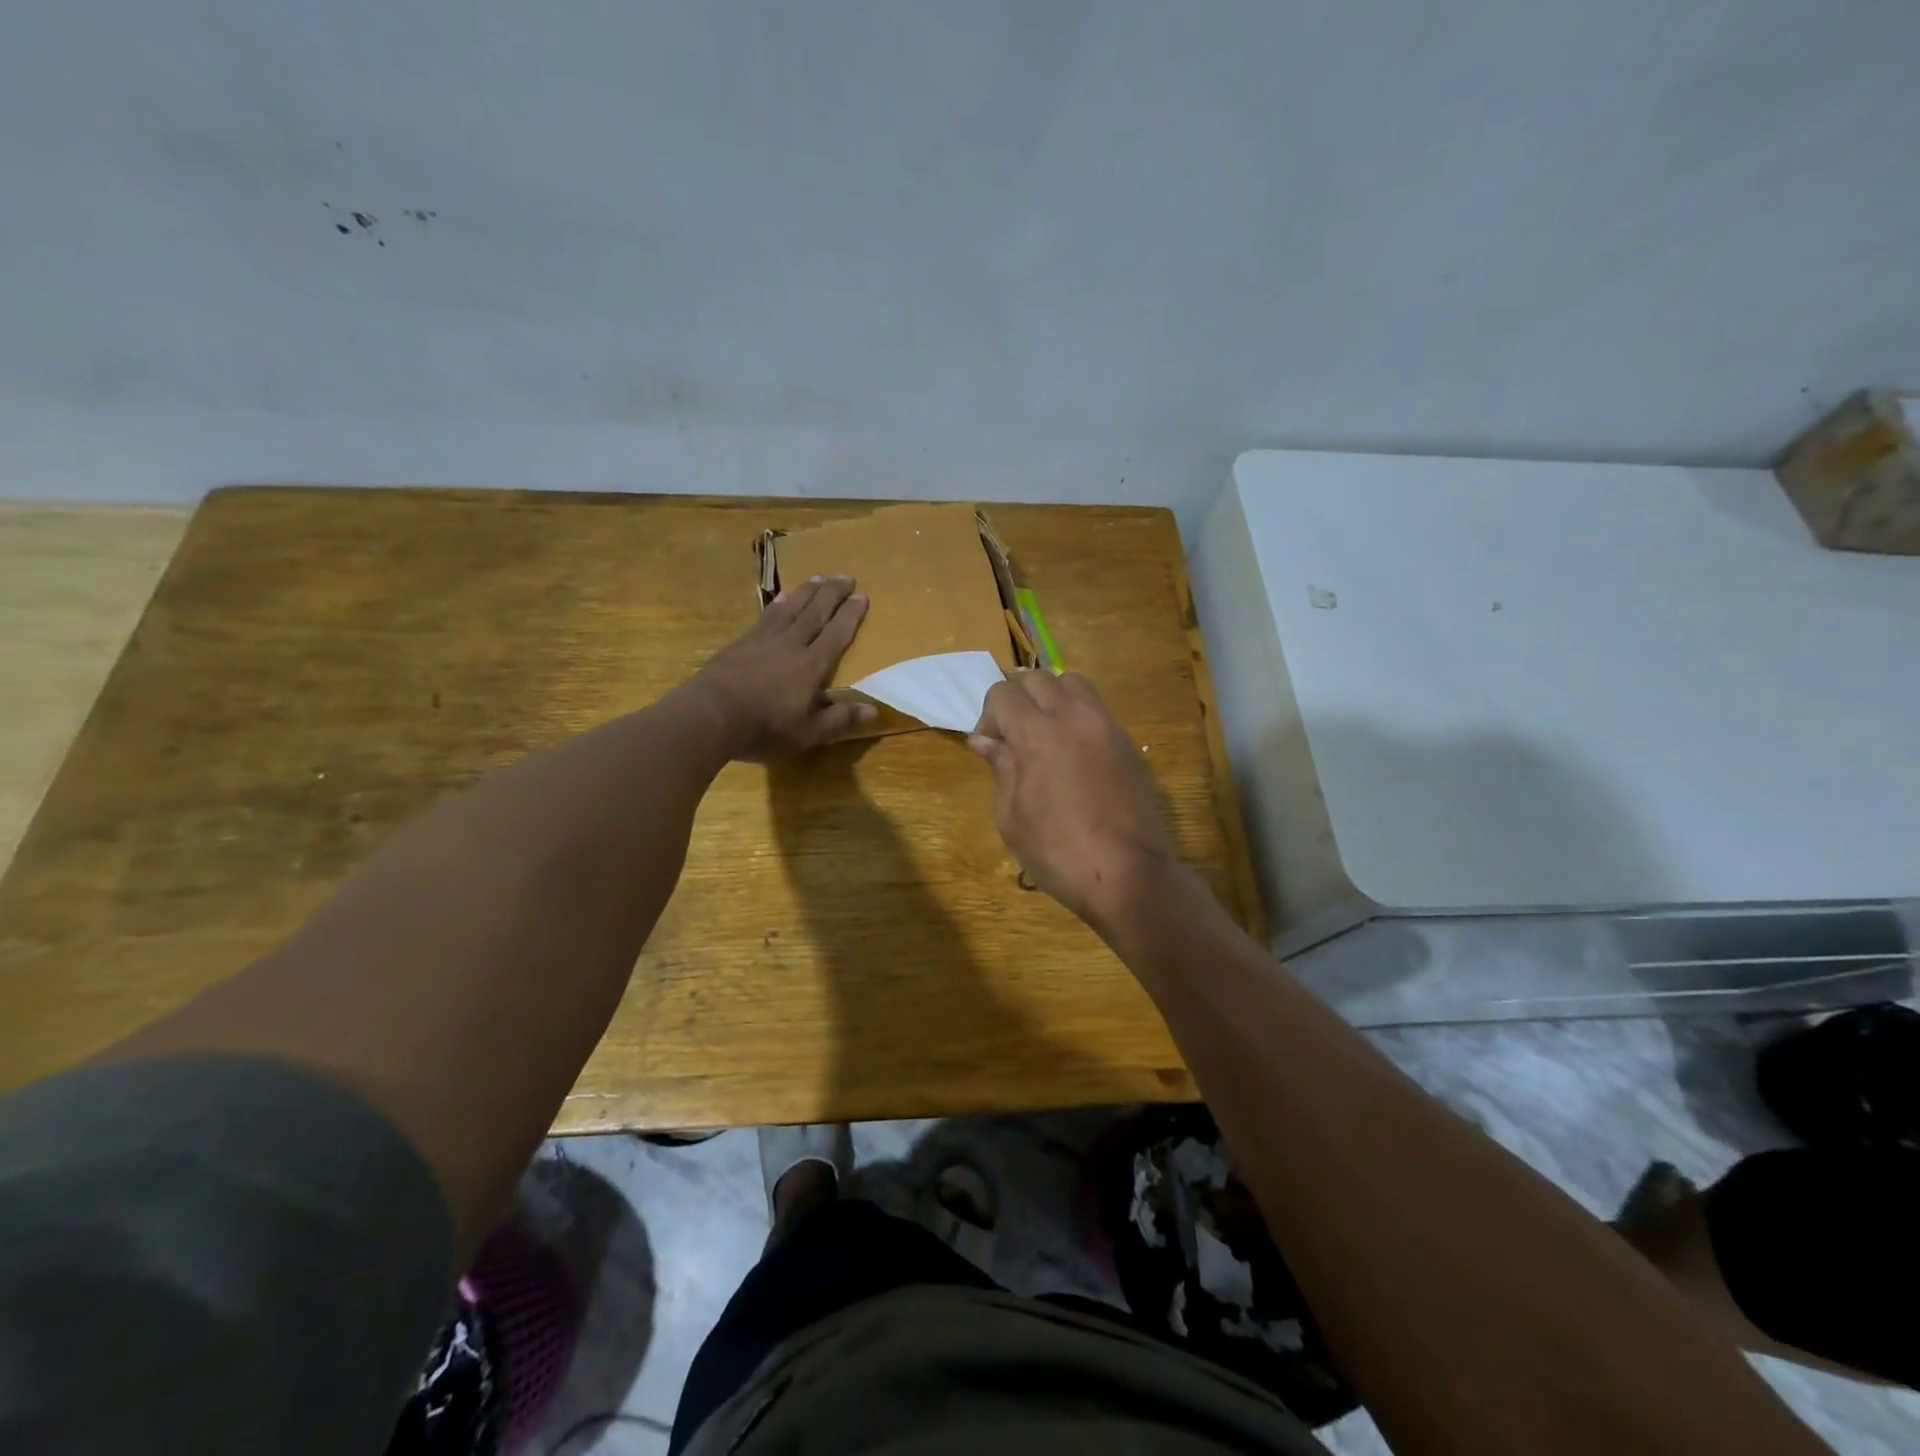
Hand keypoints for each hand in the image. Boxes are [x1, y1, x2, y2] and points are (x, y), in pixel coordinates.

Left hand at [687, 575, 875, 759]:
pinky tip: (781, 597)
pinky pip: (766, 616)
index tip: (862, 595)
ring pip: (791, 608)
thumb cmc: (764, 728)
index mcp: (811, 666)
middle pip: (816, 613)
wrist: (710, 715)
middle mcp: (791, 644)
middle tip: (846, 576)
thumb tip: (874, 709)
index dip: (850, 615)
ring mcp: (764, 640)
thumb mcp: (808, 732)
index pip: (836, 634)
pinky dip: (777, 604)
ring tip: (818, 577)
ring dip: (807, 592)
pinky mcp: (742, 642)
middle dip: (832, 594)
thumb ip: (840, 719)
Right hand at [967, 671, 1180, 931]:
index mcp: (1037, 733)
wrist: (1128, 874)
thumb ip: (1000, 768)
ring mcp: (1106, 726)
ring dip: (1051, 698)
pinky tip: (1073, 753)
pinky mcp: (1127, 742)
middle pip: (1036, 678)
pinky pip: (1096, 708)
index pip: (1003, 693)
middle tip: (1012, 737)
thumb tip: (984, 740)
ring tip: (1045, 734)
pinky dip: (1077, 715)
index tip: (989, 749)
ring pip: (1072, 683)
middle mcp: (1073, 716)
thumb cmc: (1058, 852)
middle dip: (1016, 699)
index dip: (988, 716)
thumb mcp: (1012, 817)